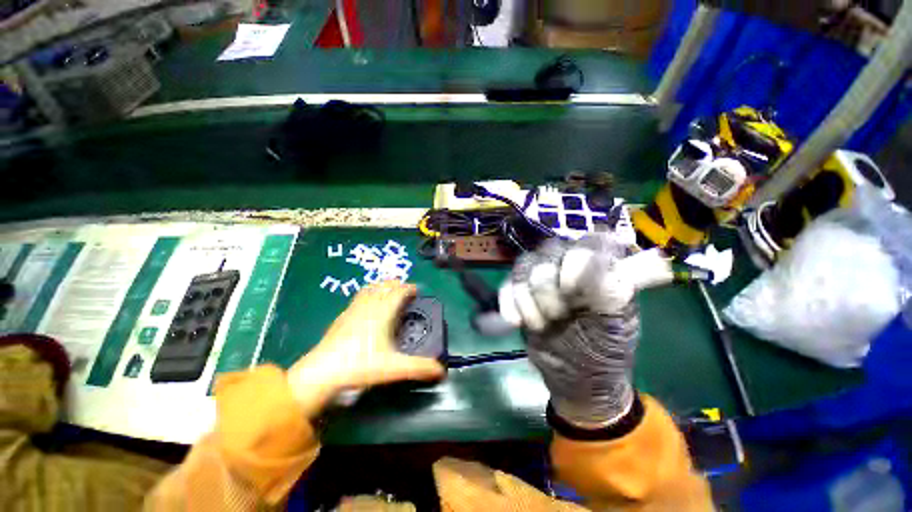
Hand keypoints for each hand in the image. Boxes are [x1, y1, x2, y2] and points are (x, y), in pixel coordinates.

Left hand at [287, 281, 444, 418]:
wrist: (323, 372)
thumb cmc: (361, 365)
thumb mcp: (394, 368)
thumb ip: (419, 368)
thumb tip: (441, 371)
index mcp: (383, 311)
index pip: (399, 291)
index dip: (410, 288)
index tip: (417, 291)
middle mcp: (369, 305)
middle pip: (385, 285)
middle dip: (397, 284)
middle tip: (406, 291)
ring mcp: (353, 309)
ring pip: (370, 288)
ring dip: (382, 286)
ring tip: (389, 292)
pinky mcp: (342, 316)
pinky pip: (359, 296)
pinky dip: (369, 294)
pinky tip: (368, 306)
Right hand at [501, 234, 640, 427]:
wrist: (576, 378)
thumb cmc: (603, 352)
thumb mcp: (616, 327)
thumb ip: (609, 293)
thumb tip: (596, 263)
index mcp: (603, 270)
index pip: (590, 242)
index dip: (575, 261)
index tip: (571, 292)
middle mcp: (571, 266)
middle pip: (548, 251)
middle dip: (547, 288)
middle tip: (559, 316)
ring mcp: (544, 278)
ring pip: (524, 265)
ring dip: (527, 298)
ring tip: (540, 325)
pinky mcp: (522, 292)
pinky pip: (506, 284)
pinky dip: (508, 302)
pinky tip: (515, 322)